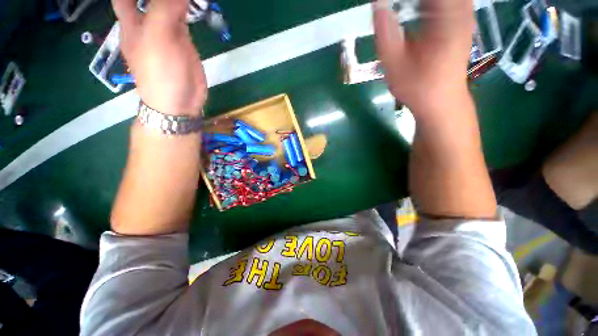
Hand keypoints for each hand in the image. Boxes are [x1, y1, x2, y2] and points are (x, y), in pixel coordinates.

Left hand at [112, 0, 206, 115]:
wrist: (181, 101)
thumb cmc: (161, 73)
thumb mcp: (157, 38)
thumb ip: (164, 9)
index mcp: (131, 23)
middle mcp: (147, 23)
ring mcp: (167, 31)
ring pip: (167, 4)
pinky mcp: (183, 40)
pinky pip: (183, 17)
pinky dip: (188, 6)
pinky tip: (194, 3)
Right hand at [373, 0, 473, 111]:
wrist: (440, 102)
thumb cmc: (417, 87)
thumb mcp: (394, 63)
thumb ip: (385, 31)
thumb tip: (377, 2)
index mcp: (447, 15)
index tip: (387, 3)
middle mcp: (461, 8)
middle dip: (408, 1)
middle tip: (391, 7)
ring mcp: (463, 13)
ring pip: (441, 0)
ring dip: (416, 4)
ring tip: (399, 10)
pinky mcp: (459, 20)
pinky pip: (443, 2)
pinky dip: (424, 5)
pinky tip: (411, 11)